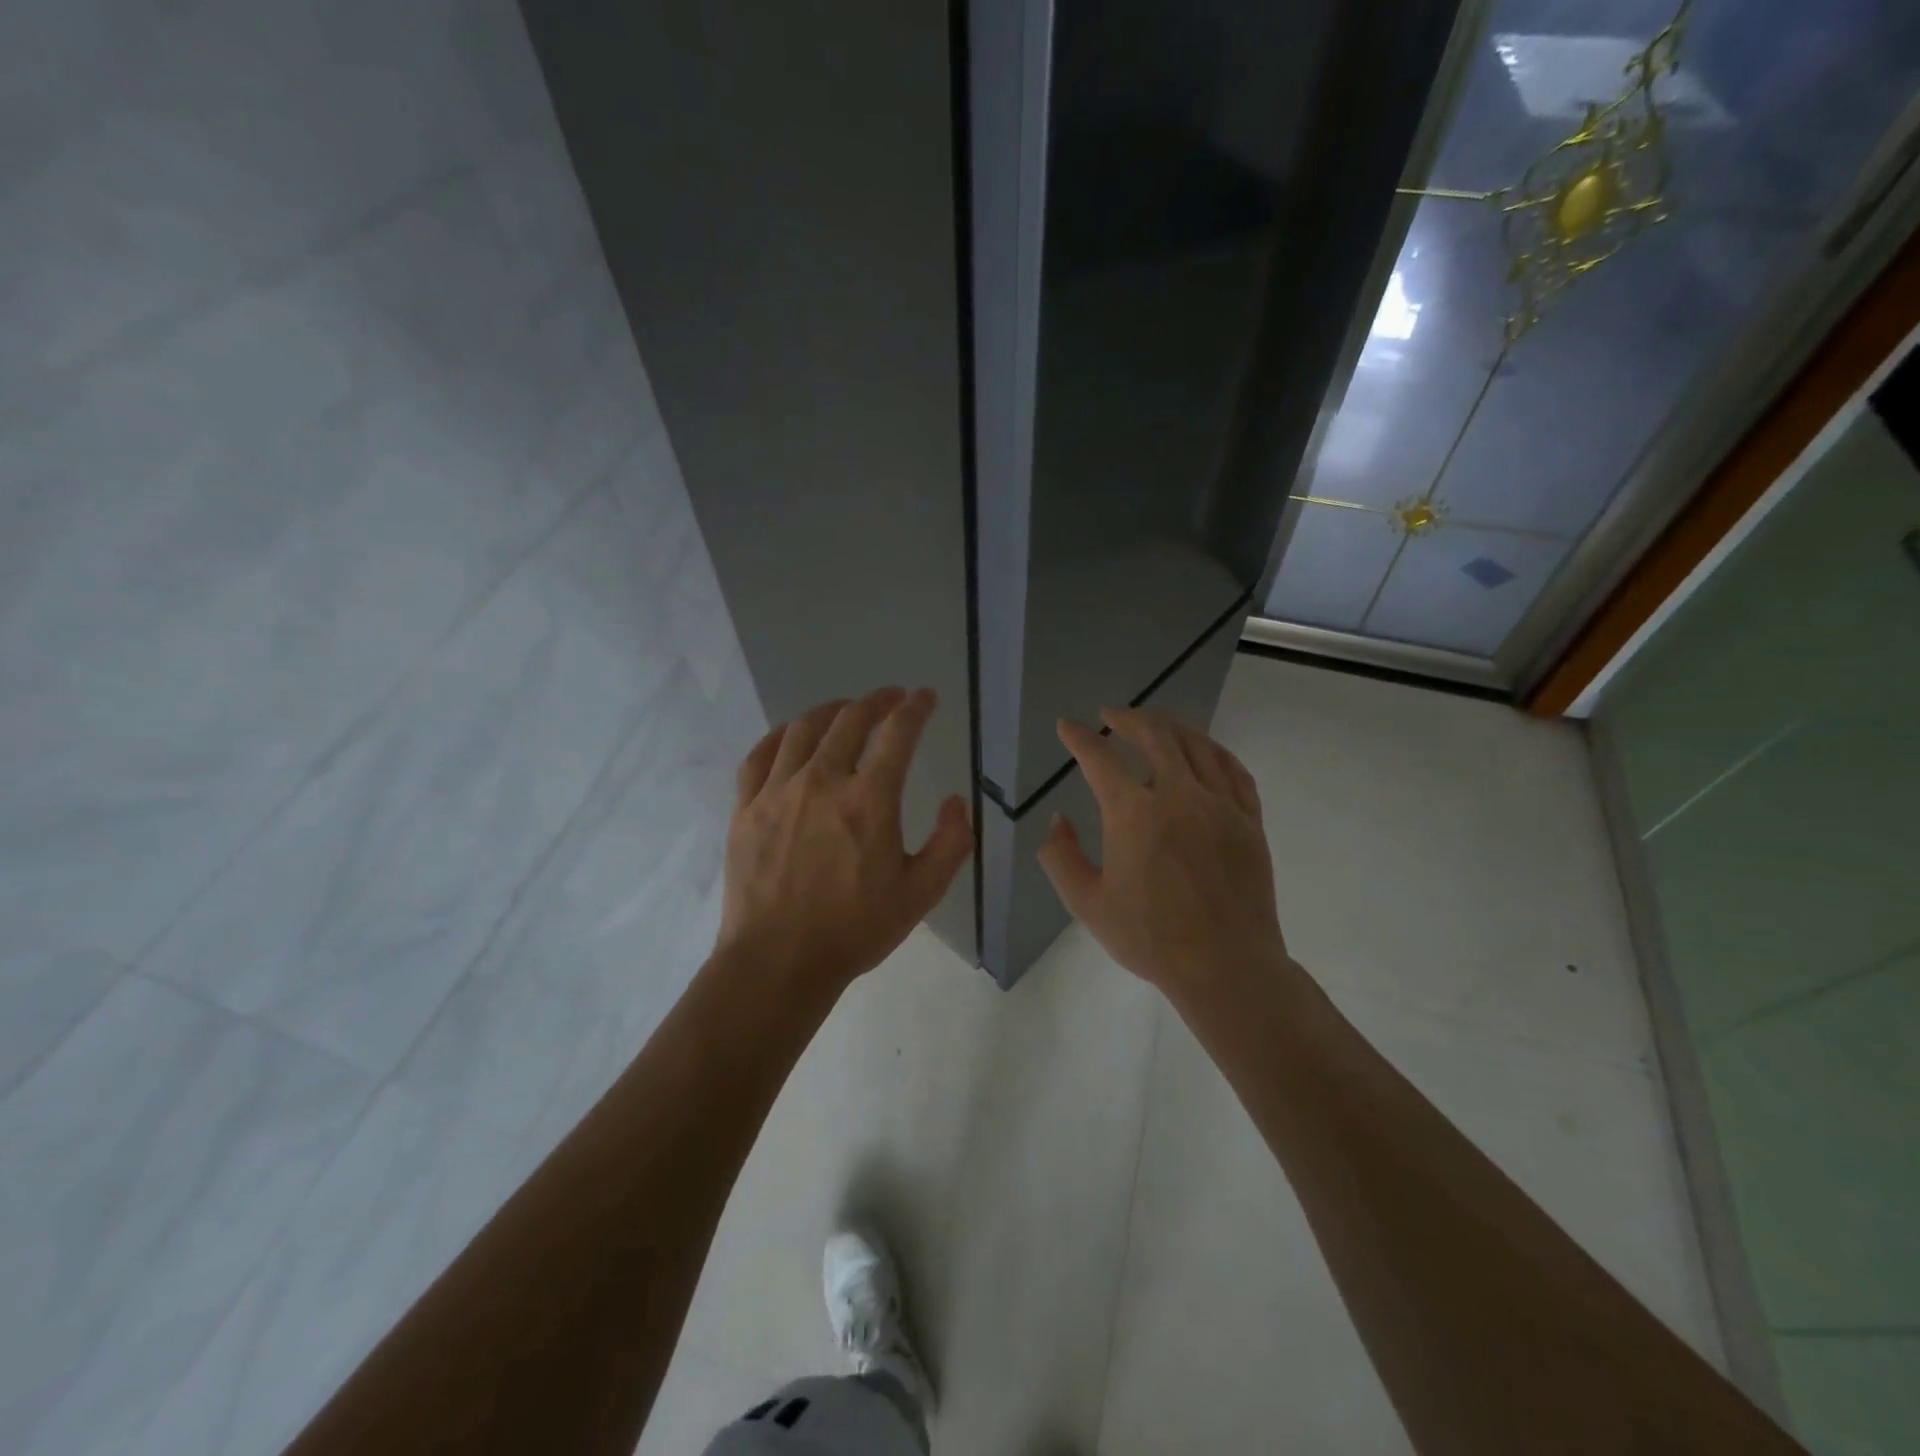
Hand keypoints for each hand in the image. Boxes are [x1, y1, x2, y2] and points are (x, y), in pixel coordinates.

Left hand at [717, 686, 974, 991]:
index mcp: (869, 800)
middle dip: (876, 700)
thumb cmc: (854, 929)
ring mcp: (777, 792)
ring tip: (845, 710)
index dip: (915, 708)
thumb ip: (950, 843)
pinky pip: (760, 756)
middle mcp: (822, 781)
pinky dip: (780, 736)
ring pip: (803, 729)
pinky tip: (790, 737)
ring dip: (830, 711)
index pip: (897, 733)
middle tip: (891, 697)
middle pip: (849, 720)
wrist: (777, 962)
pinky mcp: (746, 808)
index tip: (924, 697)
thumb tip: (954, 801)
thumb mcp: (921, 894)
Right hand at [1038, 707, 1292, 1001]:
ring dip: (1170, 726)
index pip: (1100, 758)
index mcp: (1134, 814)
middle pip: (1154, 735)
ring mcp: (1220, 805)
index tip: (1068, 727)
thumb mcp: (1087, 903)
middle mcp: (1179, 795)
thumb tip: (1059, 820)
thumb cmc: (1150, 938)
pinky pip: (1233, 770)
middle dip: (1128, 718)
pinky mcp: (1249, 820)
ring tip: (1154, 723)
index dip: (1079, 738)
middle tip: (1111, 715)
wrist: (1225, 966)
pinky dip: (1213, 751)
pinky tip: (1204, 750)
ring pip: (1196, 745)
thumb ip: (1060, 857)